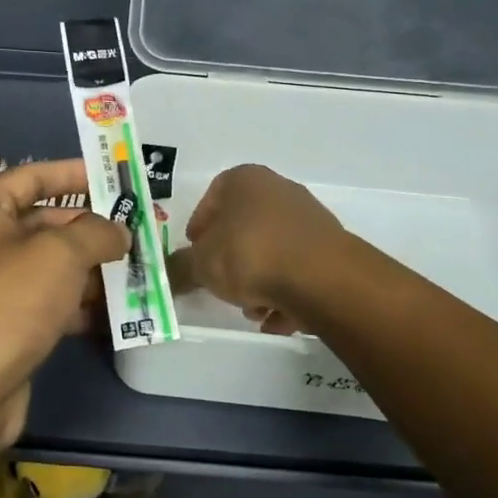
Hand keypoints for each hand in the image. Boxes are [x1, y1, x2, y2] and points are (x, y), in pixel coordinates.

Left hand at [0, 159, 128, 453]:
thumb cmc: (4, 302)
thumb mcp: (58, 254)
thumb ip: (96, 232)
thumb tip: (117, 232)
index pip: (31, 177)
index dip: (74, 173)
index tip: (116, 178)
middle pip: (44, 223)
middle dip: (92, 229)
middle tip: (139, 231)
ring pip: (50, 267)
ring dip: (92, 270)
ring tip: (139, 270)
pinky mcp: (3, 328)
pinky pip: (47, 304)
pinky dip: (79, 305)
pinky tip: (117, 313)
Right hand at [167, 164, 344, 334]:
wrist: (322, 279)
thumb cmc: (250, 255)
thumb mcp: (201, 264)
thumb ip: (180, 268)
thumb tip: (166, 274)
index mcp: (245, 179)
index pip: (213, 196)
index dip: (200, 226)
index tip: (195, 254)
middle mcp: (279, 190)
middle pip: (244, 226)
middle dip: (230, 259)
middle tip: (221, 284)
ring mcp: (309, 218)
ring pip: (271, 250)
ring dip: (258, 281)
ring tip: (252, 308)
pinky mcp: (330, 249)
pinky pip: (297, 270)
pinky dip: (285, 292)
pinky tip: (277, 317)